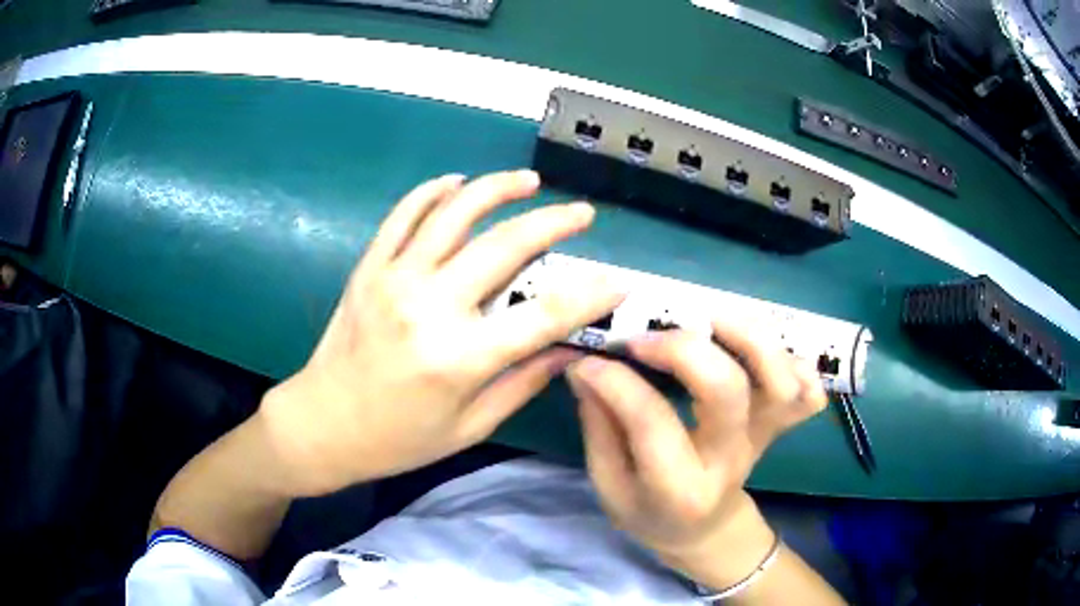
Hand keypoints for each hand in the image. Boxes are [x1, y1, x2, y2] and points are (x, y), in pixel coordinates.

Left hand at [261, 170, 623, 496]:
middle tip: (582, 214)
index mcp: (459, 358)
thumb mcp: (470, 426)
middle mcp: (429, 307)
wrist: (323, 424)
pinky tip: (457, 183)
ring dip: (497, 188)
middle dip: (554, 224)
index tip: (618, 282)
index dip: (589, 296)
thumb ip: (523, 382)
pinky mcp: (369, 268)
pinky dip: (432, 192)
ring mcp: (394, 279)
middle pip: (505, 247)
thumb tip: (569, 349)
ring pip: (454, 213)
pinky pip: (403, 216)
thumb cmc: (399, 439)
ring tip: (528, 181)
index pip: (544, 315)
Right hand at [567, 323, 826, 583]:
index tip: (588, 361)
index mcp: (679, 488)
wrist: (704, 530)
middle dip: (683, 347)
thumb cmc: (650, 513)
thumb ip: (599, 427)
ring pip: (778, 379)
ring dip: (747, 336)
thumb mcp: (610, 486)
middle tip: (645, 338)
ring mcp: (762, 439)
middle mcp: (730, 460)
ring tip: (706, 319)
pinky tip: (759, 350)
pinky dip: (795, 361)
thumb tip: (587, 366)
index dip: (616, 381)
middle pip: (727, 389)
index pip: (651, 421)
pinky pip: (807, 390)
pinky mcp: (779, 424)